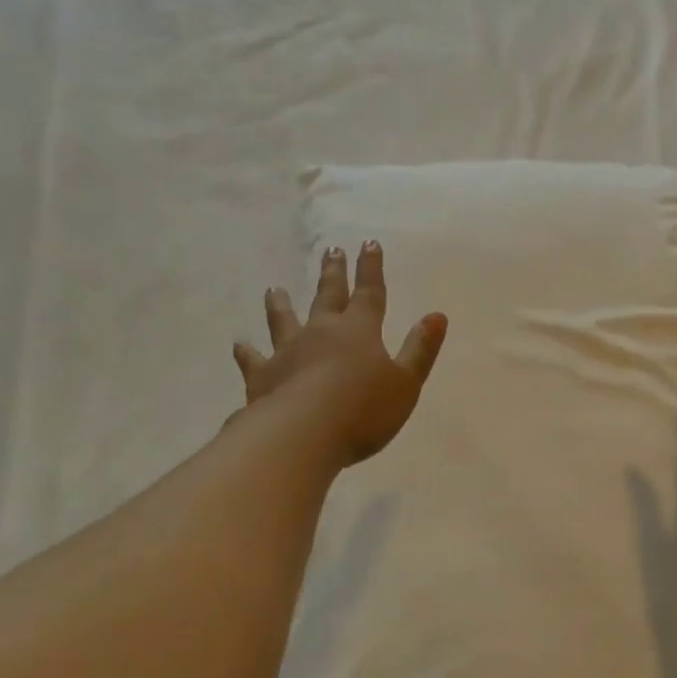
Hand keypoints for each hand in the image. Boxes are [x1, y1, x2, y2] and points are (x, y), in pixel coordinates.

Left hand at [233, 242, 447, 466]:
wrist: (303, 434)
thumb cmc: (364, 410)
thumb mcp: (406, 383)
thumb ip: (420, 349)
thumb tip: (437, 315)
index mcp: (359, 331)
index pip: (369, 293)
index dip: (371, 269)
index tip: (369, 243)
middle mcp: (321, 333)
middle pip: (328, 297)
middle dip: (333, 274)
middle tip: (331, 250)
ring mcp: (288, 352)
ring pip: (284, 321)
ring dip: (281, 305)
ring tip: (274, 289)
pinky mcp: (262, 377)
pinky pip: (253, 360)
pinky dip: (247, 352)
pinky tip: (240, 345)